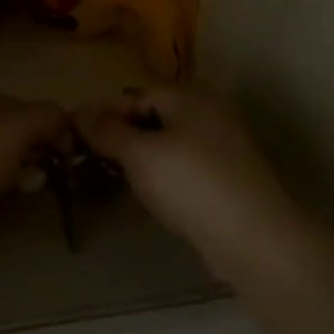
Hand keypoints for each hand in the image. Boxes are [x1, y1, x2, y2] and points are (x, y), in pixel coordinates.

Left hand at [0, 87, 65, 220]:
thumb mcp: (12, 133)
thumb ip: (43, 117)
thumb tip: (62, 118)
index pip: (17, 103)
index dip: (43, 125)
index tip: (59, 153)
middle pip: (2, 129)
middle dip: (27, 150)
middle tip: (40, 174)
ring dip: (11, 169)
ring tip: (23, 189)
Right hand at [74, 88, 302, 271]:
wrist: (255, 239)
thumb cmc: (191, 185)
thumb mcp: (140, 155)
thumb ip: (107, 131)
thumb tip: (79, 110)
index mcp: (189, 96)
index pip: (136, 95)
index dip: (107, 115)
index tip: (83, 142)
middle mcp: (209, 112)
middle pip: (154, 116)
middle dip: (125, 137)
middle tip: (100, 164)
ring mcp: (224, 144)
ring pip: (170, 142)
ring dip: (144, 159)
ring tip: (124, 183)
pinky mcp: (230, 176)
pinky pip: (187, 165)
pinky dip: (167, 176)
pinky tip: (157, 198)